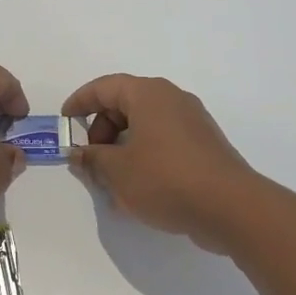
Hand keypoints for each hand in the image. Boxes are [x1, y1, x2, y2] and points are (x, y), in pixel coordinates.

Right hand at [62, 74, 258, 252]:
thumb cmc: (165, 179)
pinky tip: (138, 188)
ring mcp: (191, 122)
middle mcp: (172, 99)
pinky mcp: (203, 145)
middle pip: (125, 105)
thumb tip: (79, 153)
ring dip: (121, 147)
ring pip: (144, 126)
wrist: (230, 207)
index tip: (64, 122)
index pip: (104, 87)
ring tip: (111, 181)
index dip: (79, 102)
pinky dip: (144, 156)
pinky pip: (163, 141)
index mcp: (148, 94)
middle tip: (90, 160)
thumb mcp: (117, 171)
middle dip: (101, 130)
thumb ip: (92, 159)